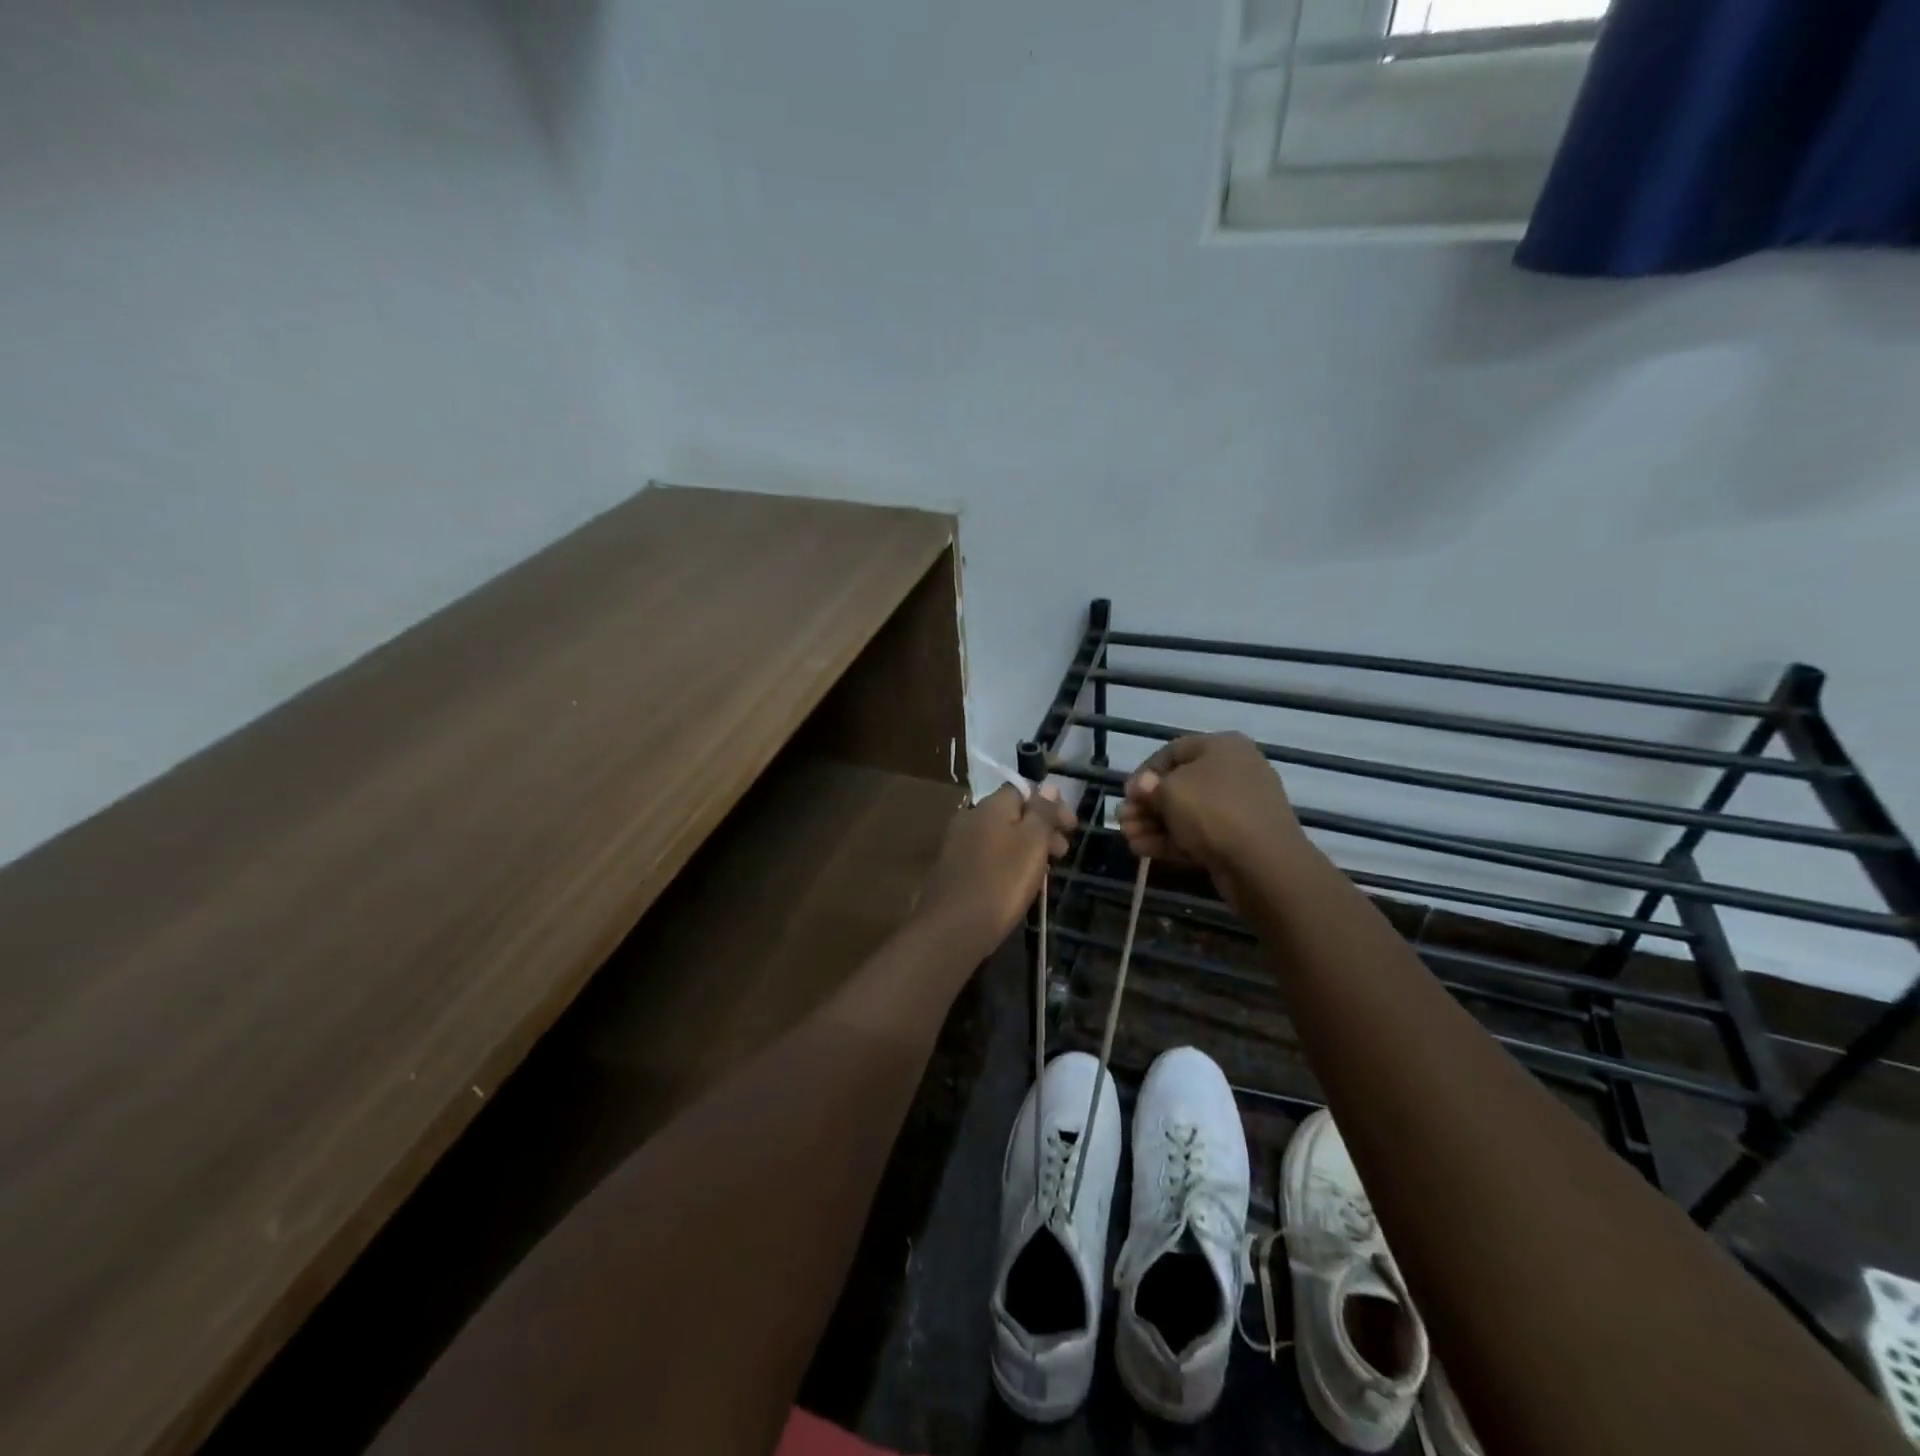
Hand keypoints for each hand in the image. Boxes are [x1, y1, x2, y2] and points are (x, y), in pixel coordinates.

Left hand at [916, 783, 1075, 958]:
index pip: (1024, 791)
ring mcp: (958, 844)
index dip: (1051, 805)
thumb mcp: (1032, 842)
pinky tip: (1017, 883)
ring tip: (1044, 872)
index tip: (1071, 828)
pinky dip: (1007, 862)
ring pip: (1000, 836)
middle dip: (1041, 828)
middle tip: (1062, 852)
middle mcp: (970, 817)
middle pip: (1012, 814)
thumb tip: (1049, 787)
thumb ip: (1042, 812)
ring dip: (1026, 847)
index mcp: (990, 806)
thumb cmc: (1001, 881)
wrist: (953, 927)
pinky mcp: (953, 869)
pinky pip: (988, 856)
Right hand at [1118, 734, 1309, 901]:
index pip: (1172, 751)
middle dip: (1146, 805)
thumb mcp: (1170, 791)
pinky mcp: (1239, 838)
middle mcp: (1233, 771)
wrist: (1264, 863)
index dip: (1144, 772)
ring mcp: (1239, 807)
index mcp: (1222, 747)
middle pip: (1178, 784)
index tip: (1127, 795)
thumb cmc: (1213, 811)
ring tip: (1128, 839)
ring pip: (1186, 812)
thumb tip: (1142, 787)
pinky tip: (1143, 850)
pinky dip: (1171, 840)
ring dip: (1153, 824)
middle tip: (1122, 821)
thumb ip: (1148, 787)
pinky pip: (1199, 833)